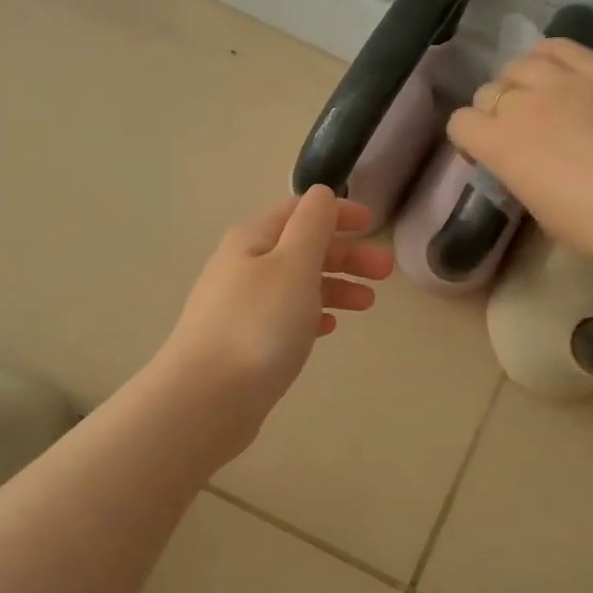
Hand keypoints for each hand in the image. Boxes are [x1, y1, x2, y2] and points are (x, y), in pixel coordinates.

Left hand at [156, 188, 393, 449]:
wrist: (207, 398)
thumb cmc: (259, 325)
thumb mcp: (293, 264)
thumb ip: (312, 225)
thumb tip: (321, 193)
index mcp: (253, 240)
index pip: (299, 211)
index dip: (336, 212)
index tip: (373, 223)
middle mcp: (243, 267)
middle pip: (301, 248)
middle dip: (345, 254)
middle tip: (386, 272)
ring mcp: (241, 307)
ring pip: (296, 284)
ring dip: (335, 286)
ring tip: (368, 304)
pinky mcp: (244, 343)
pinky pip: (285, 317)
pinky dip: (312, 314)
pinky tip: (330, 327)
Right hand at [448, 39, 592, 271]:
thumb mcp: (540, 210)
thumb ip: (521, 174)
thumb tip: (525, 160)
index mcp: (500, 145)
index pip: (460, 123)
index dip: (469, 139)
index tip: (486, 154)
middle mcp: (524, 104)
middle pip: (489, 91)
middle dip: (494, 111)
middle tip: (517, 130)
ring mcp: (567, 82)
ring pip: (521, 63)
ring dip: (520, 81)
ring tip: (538, 97)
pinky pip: (564, 47)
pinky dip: (551, 57)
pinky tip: (560, 72)